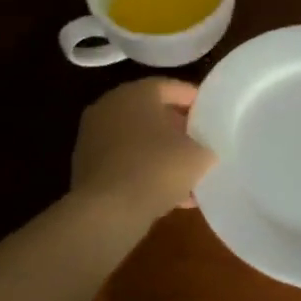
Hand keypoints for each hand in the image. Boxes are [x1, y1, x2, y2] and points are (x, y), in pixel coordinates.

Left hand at [70, 78, 213, 223]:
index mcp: (136, 93)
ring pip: (137, 141)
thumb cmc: (156, 168)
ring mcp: (93, 138)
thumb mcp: (198, 156)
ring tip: (188, 174)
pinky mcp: (87, 168)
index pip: (171, 87)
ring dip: (161, 154)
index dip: (195, 101)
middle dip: (177, 128)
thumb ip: (205, 146)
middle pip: (151, 113)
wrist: (107, 212)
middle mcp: (110, 107)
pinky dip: (145, 173)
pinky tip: (169, 196)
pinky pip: (125, 164)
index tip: (213, 115)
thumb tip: (204, 151)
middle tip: (201, 142)